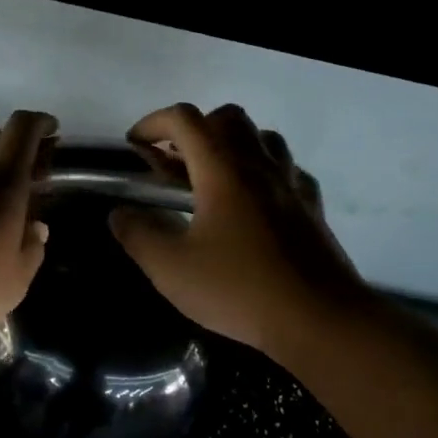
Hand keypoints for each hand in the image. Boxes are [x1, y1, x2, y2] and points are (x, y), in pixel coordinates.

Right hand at [109, 103, 365, 358]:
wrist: (318, 319)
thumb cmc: (238, 289)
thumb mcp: (170, 268)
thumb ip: (138, 235)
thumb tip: (119, 214)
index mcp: (222, 170)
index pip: (185, 120)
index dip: (153, 123)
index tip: (135, 146)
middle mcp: (260, 165)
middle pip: (228, 118)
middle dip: (194, 129)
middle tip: (173, 162)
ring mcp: (291, 184)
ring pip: (263, 138)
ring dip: (231, 144)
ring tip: (211, 177)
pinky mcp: (312, 208)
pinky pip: (287, 169)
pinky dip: (263, 171)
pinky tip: (253, 201)